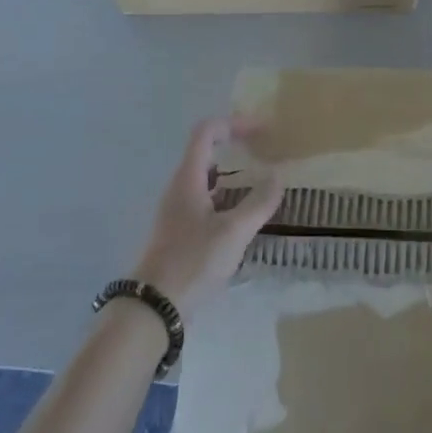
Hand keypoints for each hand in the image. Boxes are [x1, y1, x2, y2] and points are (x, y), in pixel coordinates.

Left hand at [133, 118, 282, 314]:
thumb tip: (277, 175)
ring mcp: (177, 210)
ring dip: (233, 174)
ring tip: (261, 184)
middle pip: (206, 152)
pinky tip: (244, 217)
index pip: (207, 131)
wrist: (153, 308)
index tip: (263, 131)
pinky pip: (206, 201)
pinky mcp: (179, 232)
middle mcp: (179, 187)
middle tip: (265, 153)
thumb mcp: (233, 232)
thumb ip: (258, 202)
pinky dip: (227, 197)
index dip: (235, 124)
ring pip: (207, 179)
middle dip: (236, 146)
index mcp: (188, 178)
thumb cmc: (192, 261)